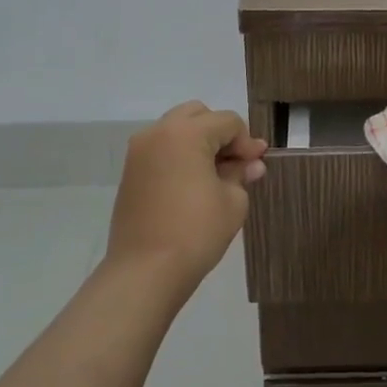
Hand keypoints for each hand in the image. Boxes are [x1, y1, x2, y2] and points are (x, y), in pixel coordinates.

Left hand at [106, 102, 266, 292]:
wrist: (145, 271)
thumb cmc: (196, 232)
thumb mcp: (232, 201)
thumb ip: (241, 173)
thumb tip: (251, 163)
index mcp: (186, 133)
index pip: (227, 122)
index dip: (247, 142)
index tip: (256, 166)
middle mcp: (158, 132)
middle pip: (198, 115)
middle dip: (220, 134)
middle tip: (236, 163)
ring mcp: (139, 151)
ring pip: (177, 130)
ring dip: (199, 143)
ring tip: (216, 174)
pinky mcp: (130, 172)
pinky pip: (161, 149)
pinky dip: (180, 156)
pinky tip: (193, 183)